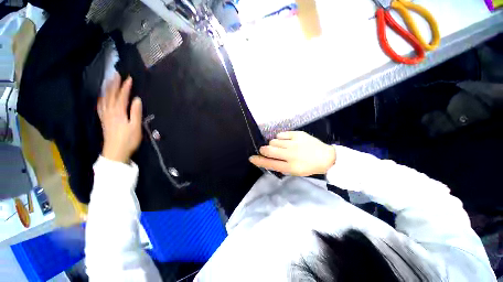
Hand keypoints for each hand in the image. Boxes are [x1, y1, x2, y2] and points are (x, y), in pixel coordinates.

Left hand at [98, 74, 141, 162]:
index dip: (125, 87)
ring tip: (109, 81)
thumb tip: (137, 99)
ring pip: (104, 99)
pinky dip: (101, 99)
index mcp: (119, 112)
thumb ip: (136, 112)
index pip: (122, 97)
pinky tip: (101, 96)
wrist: (115, 152)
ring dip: (107, 89)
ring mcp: (105, 115)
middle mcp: (110, 111)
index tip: (129, 78)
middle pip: (111, 95)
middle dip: (114, 84)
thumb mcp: (136, 127)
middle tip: (116, 74)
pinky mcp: (103, 120)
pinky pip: (100, 106)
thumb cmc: (129, 140)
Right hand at [249, 131, 335, 175]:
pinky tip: (286, 141)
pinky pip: (281, 134)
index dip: (259, 161)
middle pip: (269, 149)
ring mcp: (294, 143)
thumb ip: (279, 166)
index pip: (269, 163)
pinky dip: (280, 138)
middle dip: (264, 150)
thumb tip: (266, 159)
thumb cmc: (308, 167)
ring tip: (281, 146)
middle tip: (266, 150)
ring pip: (273, 140)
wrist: (325, 157)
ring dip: (274, 144)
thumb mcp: (293, 172)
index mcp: (290, 167)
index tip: (251, 158)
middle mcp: (291, 154)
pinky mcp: (297, 134)